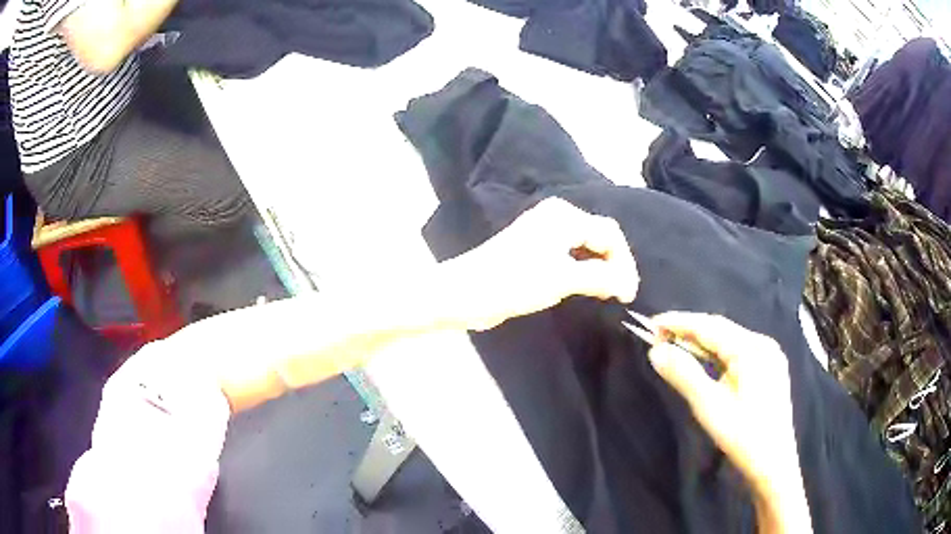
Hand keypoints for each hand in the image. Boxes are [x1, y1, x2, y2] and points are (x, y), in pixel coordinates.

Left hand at [441, 198, 638, 330]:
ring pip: (586, 246)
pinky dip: (584, 269)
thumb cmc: (514, 282)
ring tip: (608, 293)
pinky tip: (587, 286)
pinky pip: (571, 254)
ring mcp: (545, 232)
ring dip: (600, 267)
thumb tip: (628, 283)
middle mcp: (557, 217)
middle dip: (614, 264)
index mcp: (565, 216)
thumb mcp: (563, 279)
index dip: (625, 263)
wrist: (466, 292)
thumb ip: (601, 278)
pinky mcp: (535, 248)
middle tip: (621, 294)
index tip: (628, 294)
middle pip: (600, 237)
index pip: (610, 234)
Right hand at [647, 312, 811, 533]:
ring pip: (729, 341)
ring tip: (674, 346)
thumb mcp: (709, 407)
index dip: (679, 322)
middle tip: (658, 336)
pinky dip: (716, 354)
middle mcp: (763, 344)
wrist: (774, 464)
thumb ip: (684, 375)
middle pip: (721, 329)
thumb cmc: (743, 436)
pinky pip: (737, 352)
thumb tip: (655, 351)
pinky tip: (703, 361)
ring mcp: (769, 355)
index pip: (710, 326)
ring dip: (701, 343)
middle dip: (689, 330)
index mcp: (752, 348)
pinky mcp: (768, 369)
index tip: (650, 322)